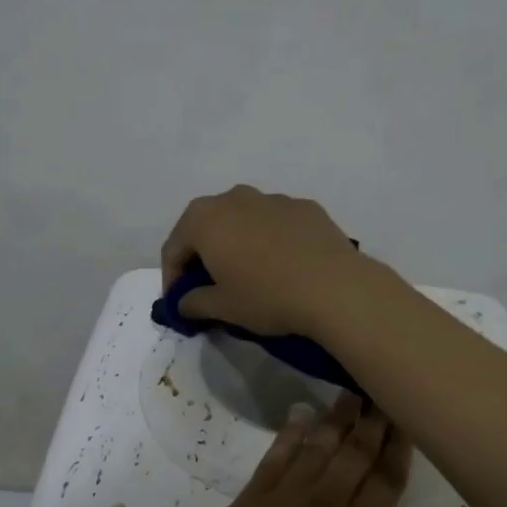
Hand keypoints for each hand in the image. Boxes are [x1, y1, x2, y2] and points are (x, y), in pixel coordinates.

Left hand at [108, 394, 456, 506]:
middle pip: (355, 454)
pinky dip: (289, 433)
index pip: (387, 481)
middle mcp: (324, 506)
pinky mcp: (246, 502)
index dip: (399, 449)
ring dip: (335, 420)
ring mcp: (281, 499)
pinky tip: (297, 417)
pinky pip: (275, 457)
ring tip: (349, 392)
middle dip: (372, 422)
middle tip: (382, 385)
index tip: (407, 416)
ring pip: (317, 448)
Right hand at [160, 186, 369, 337]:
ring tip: (249, 274)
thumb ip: (194, 302)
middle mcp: (234, 198)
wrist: (335, 288)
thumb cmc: (266, 297)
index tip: (180, 303)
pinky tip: (283, 266)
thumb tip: (185, 302)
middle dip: (202, 255)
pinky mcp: (305, 207)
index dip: (171, 278)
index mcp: (204, 219)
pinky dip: (269, 240)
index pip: (173, 248)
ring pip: (242, 220)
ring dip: (236, 243)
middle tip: (210, 286)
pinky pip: (275, 223)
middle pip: (206, 226)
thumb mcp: (222, 308)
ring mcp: (273, 198)